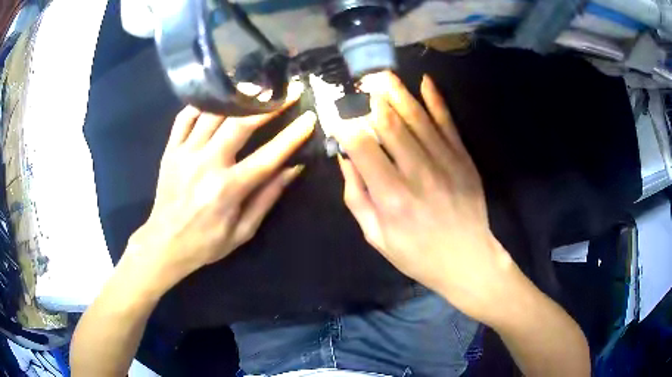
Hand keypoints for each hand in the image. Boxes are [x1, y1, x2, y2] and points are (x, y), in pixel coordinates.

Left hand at [127, 82, 315, 285]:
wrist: (165, 243)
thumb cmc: (206, 243)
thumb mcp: (243, 231)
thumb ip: (267, 198)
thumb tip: (293, 169)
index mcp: (228, 189)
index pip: (268, 156)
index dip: (292, 135)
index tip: (309, 117)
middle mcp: (206, 164)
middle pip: (240, 124)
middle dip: (268, 106)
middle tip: (286, 93)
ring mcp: (185, 153)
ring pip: (213, 114)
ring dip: (238, 98)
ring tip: (256, 88)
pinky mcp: (170, 150)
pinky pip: (185, 117)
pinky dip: (202, 104)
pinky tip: (217, 98)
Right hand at [334, 72, 513, 323]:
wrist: (467, 259)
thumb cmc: (417, 254)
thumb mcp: (377, 237)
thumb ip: (357, 198)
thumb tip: (345, 160)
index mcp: (391, 197)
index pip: (362, 146)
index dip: (346, 125)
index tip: (338, 114)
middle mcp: (418, 173)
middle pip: (389, 123)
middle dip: (370, 99)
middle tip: (358, 83)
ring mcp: (445, 162)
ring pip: (417, 117)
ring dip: (397, 92)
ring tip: (381, 75)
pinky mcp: (463, 159)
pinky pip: (448, 122)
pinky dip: (436, 100)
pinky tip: (425, 81)